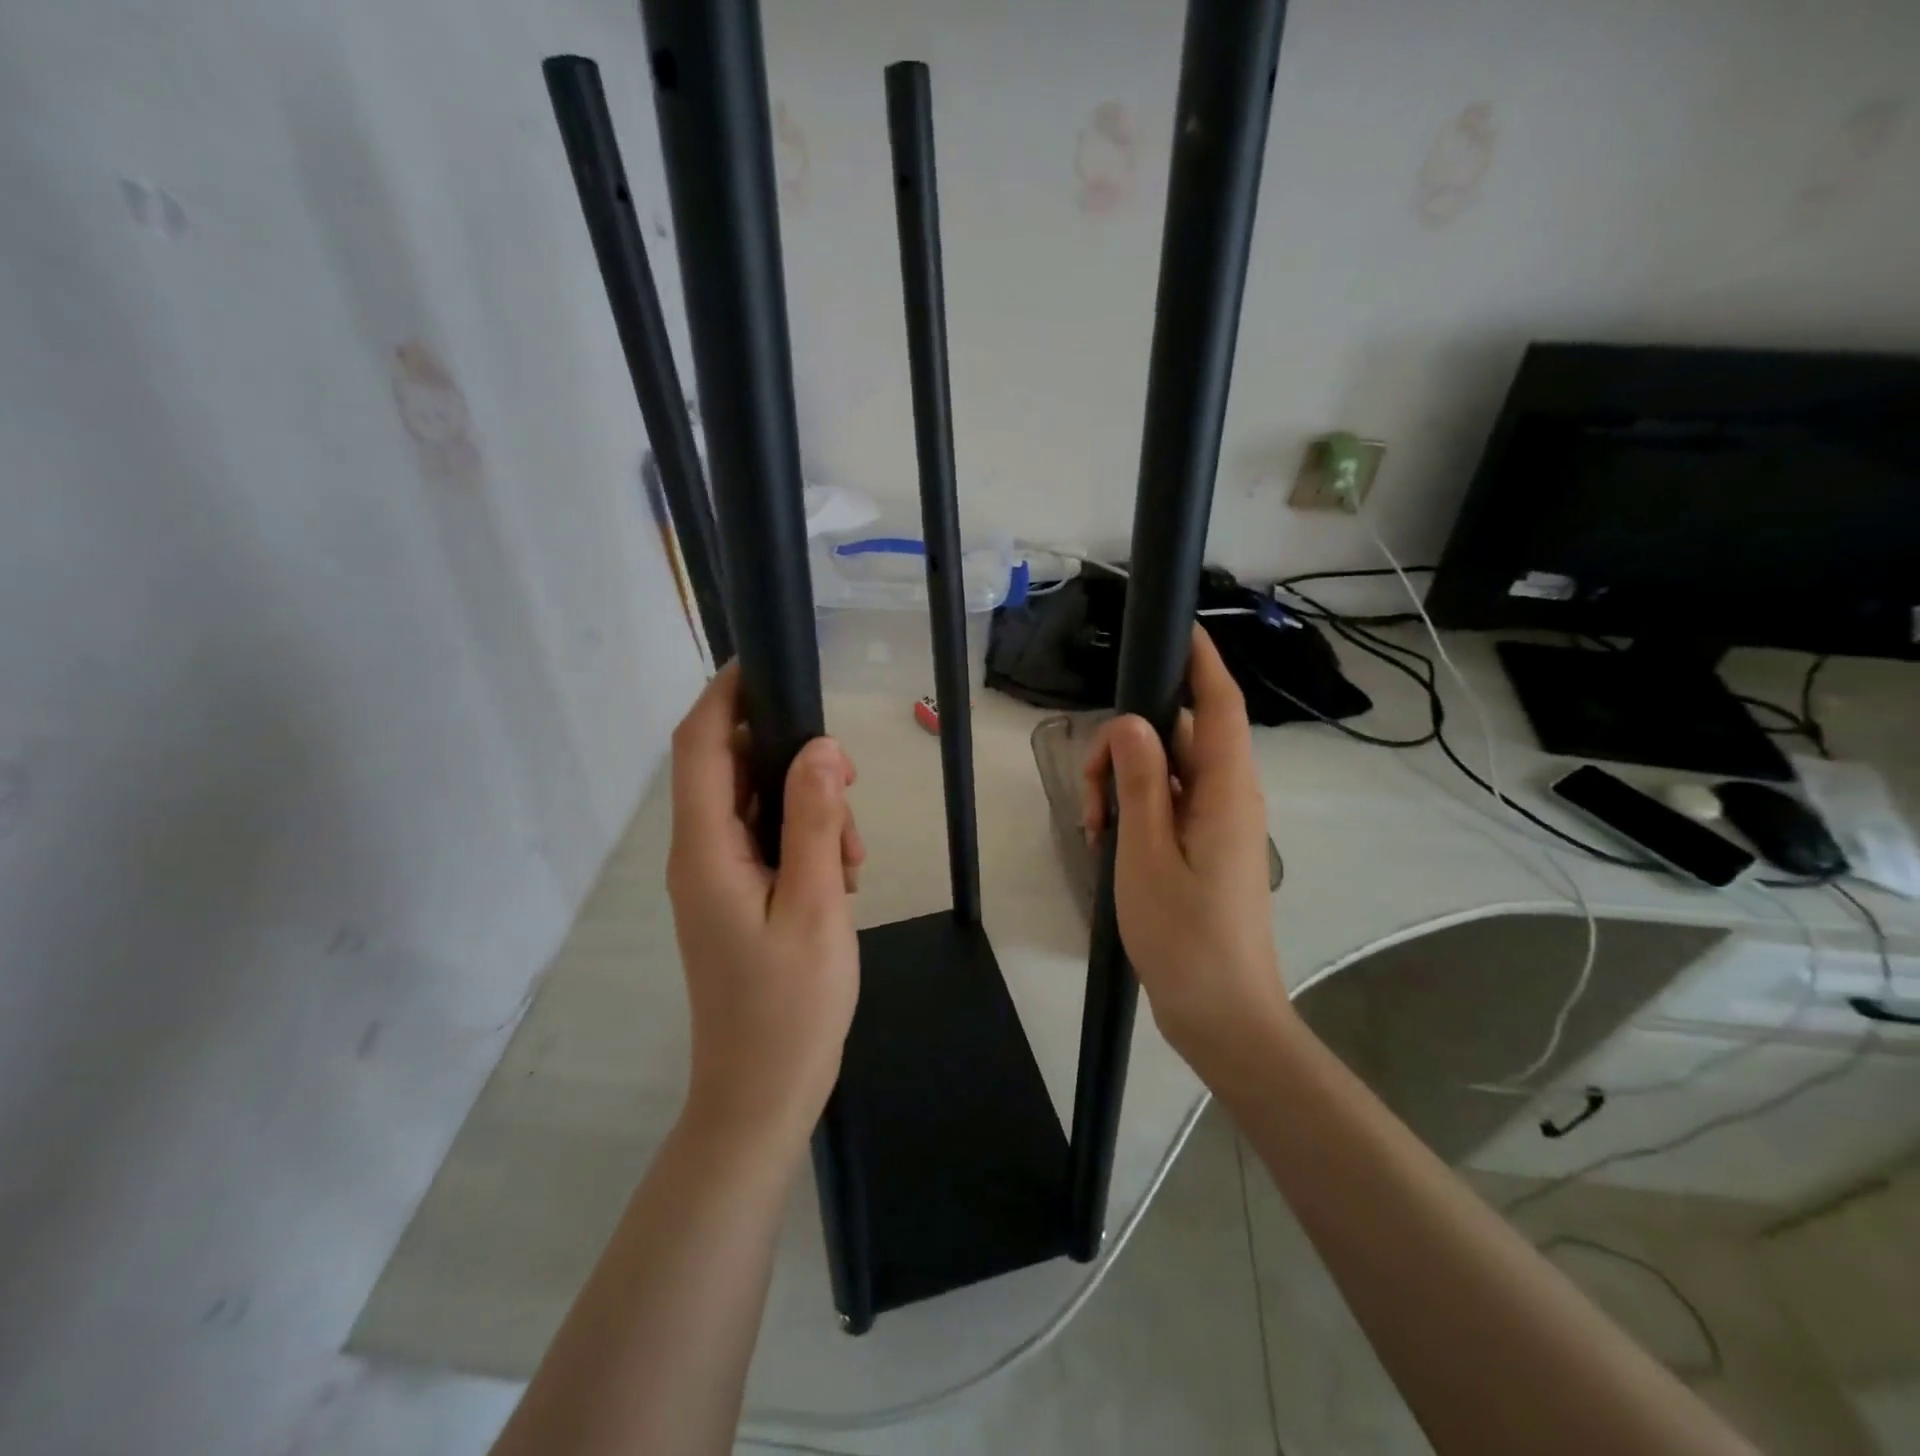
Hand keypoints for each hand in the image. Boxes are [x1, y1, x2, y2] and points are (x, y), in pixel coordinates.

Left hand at [666, 664, 864, 1152]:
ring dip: (808, 808)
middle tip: (850, 789)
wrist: (762, 1094)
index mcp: (706, 849)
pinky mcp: (735, 896)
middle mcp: (699, 853)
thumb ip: (815, 822)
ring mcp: (716, 877)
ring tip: (853, 856)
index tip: (768, 662)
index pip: (701, 745)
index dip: (726, 694)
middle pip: (733, 768)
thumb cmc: (789, 1006)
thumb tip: (822, 748)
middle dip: (792, 760)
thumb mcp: (816, 905)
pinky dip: (805, 840)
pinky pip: (767, 840)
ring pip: (757, 804)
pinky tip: (842, 877)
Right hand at [1082, 627, 1291, 1065]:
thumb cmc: (1185, 936)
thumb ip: (1141, 783)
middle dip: (1128, 747)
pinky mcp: (1203, 848)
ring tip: (1094, 828)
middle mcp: (1228, 798)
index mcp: (1226, 791)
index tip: (1177, 632)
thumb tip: (1135, 723)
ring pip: (1166, 774)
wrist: (1221, 1014)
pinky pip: (1167, 806)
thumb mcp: (1146, 854)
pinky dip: (1134, 812)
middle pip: (1178, 738)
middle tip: (1090, 793)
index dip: (1202, 664)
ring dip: (1124, 785)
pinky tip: (1105, 841)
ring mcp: (1216, 825)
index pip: (1219, 707)